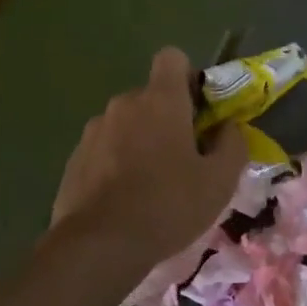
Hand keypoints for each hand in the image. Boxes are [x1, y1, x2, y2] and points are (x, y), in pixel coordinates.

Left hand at [50, 48, 247, 278]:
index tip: (199, 111)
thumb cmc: (168, 205)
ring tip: (152, 185)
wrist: (98, 247)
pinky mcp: (74, 159)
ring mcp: (94, 131)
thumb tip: (228, 127)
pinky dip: (116, 164)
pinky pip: (105, 149)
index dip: (188, 78)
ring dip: (141, 142)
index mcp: (160, 100)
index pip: (172, 58)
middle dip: (168, 118)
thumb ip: (232, 145)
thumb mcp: (220, 181)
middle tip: (184, 158)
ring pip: (127, 124)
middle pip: (151, 96)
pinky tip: (125, 200)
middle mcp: (124, 104)